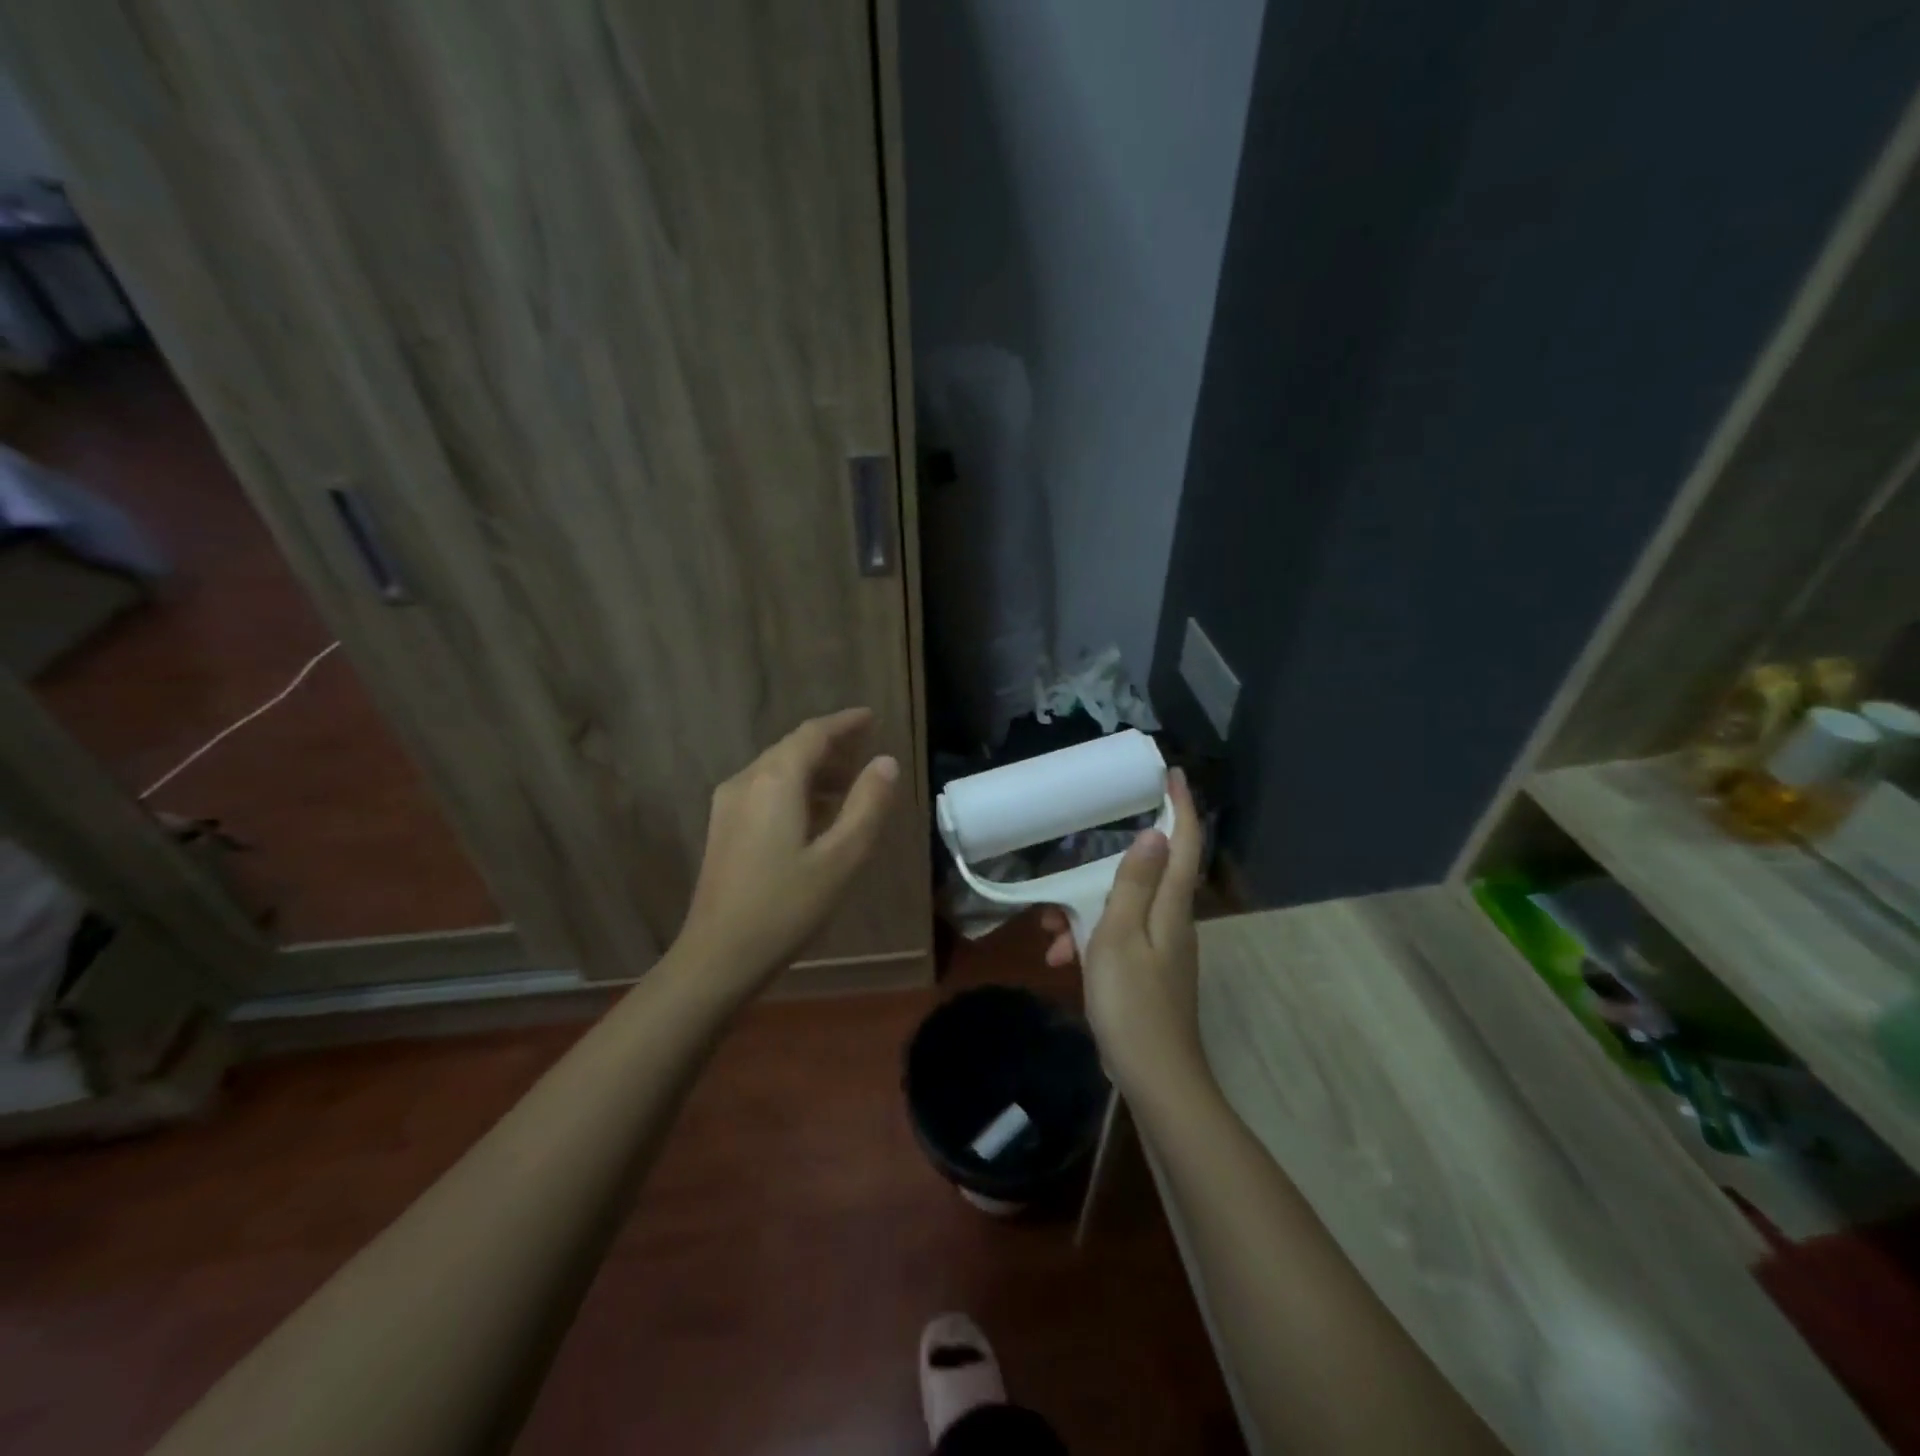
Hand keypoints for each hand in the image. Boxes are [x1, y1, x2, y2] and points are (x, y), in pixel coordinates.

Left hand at [678, 708, 899, 995]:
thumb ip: (867, 805)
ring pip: (777, 769)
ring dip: (814, 769)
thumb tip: (886, 762)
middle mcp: (746, 781)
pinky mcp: (723, 828)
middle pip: (792, 748)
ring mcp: (728, 805)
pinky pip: (764, 790)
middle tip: (866, 751)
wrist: (718, 955)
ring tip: (849, 784)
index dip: (844, 723)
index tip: (871, 717)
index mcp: (775, 781)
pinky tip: (815, 814)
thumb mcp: (841, 857)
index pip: (813, 734)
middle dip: (830, 745)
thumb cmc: (786, 906)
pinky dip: (795, 789)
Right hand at [1039, 768, 1205, 1093]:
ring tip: (1049, 934)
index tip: (1173, 774)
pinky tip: (1061, 961)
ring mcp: (1163, 952)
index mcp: (1170, 908)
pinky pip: (1118, 941)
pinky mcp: (1149, 976)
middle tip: (1073, 862)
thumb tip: (1153, 834)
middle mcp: (1173, 924)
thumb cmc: (1132, 1002)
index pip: (1182, 845)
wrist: (1154, 1077)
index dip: (1181, 807)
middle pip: (1148, 876)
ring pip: (1124, 911)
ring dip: (1087, 912)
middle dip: (1108, 867)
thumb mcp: (1119, 937)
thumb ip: (1133, 885)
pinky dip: (1090, 942)